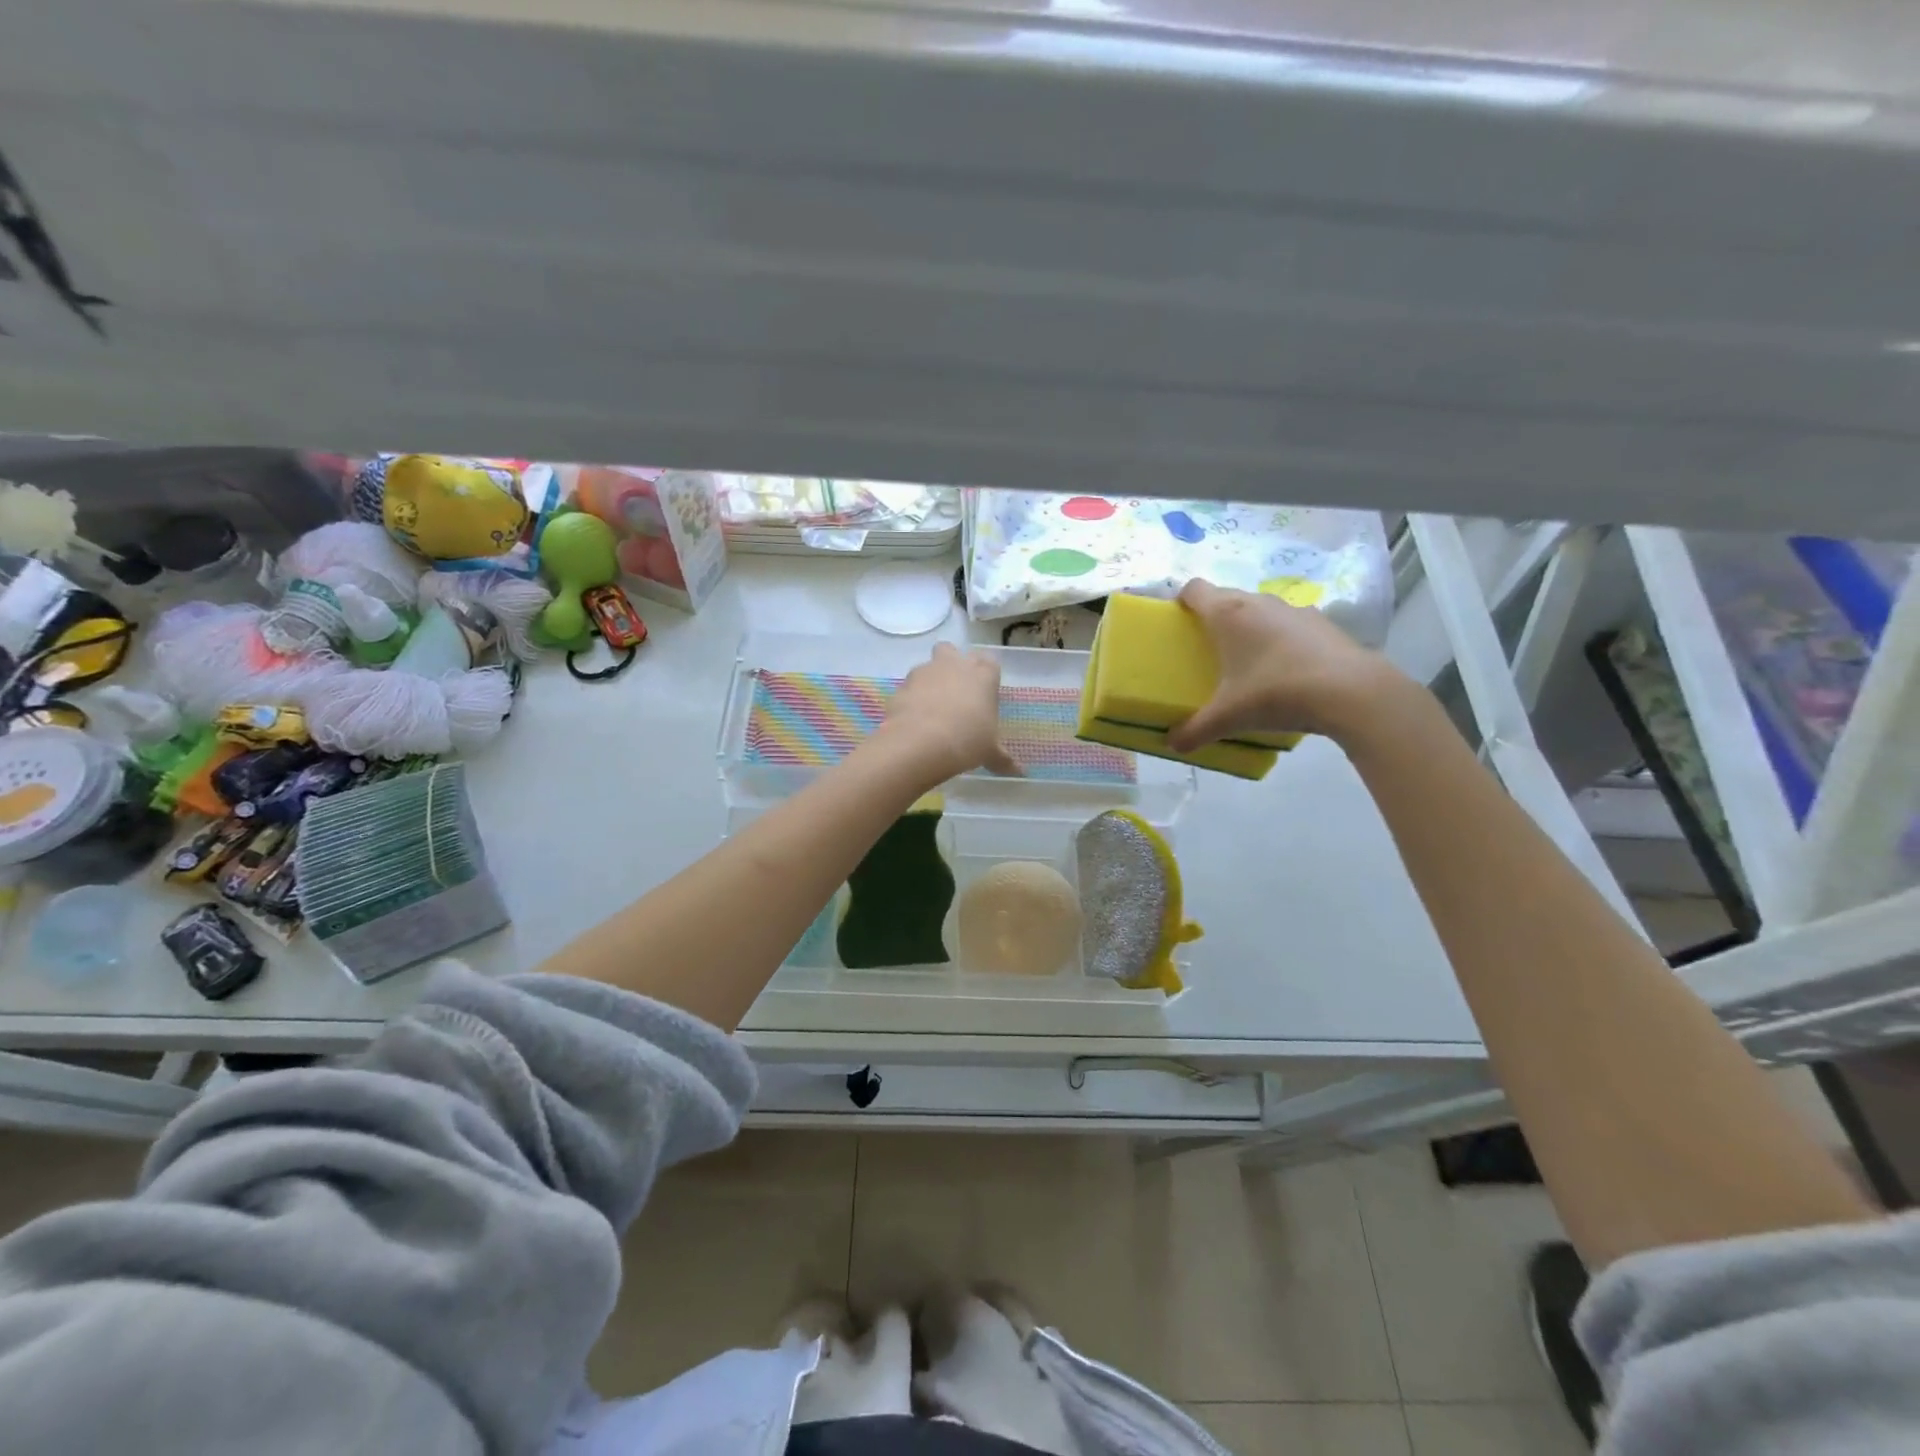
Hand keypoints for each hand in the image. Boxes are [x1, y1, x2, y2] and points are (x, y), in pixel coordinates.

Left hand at [880, 642, 1022, 780]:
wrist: (921, 743)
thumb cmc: (967, 741)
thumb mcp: (989, 752)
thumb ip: (1002, 758)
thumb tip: (1019, 772)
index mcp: (983, 675)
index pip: (989, 661)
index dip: (986, 674)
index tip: (984, 692)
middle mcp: (954, 665)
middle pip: (952, 651)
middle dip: (952, 664)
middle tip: (956, 690)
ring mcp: (925, 672)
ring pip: (927, 666)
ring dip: (930, 681)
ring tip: (932, 708)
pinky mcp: (902, 685)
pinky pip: (909, 687)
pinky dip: (911, 698)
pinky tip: (914, 719)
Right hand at [1167, 579, 1407, 749]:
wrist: (1351, 692)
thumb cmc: (1276, 693)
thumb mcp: (1229, 718)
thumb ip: (1195, 731)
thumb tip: (1173, 745)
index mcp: (1228, 614)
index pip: (1194, 589)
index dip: (1181, 602)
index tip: (1177, 624)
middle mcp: (1258, 602)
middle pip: (1225, 598)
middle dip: (1213, 619)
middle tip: (1207, 651)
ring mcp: (1294, 609)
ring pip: (1259, 610)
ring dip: (1249, 628)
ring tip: (1248, 662)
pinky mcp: (1322, 623)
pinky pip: (1288, 625)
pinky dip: (1280, 640)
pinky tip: (1285, 671)